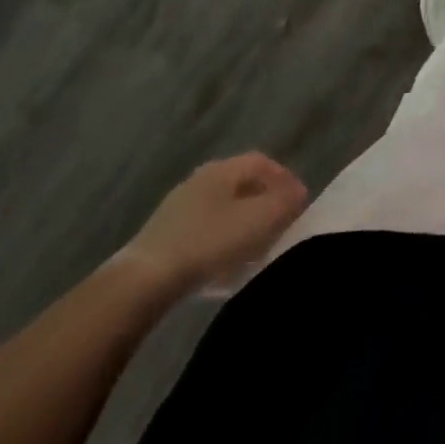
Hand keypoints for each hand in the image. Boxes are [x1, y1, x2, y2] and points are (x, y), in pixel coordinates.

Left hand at [116, 154, 308, 296]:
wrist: (144, 281)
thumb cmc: (208, 242)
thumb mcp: (257, 220)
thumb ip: (284, 203)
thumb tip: (298, 193)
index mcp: (222, 169)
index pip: (261, 162)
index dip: (284, 178)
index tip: (300, 201)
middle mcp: (200, 180)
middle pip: (241, 183)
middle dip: (264, 200)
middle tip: (281, 222)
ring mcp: (179, 208)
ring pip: (223, 208)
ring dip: (244, 222)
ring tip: (257, 247)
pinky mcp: (165, 237)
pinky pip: (205, 230)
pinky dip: (223, 239)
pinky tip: (226, 264)